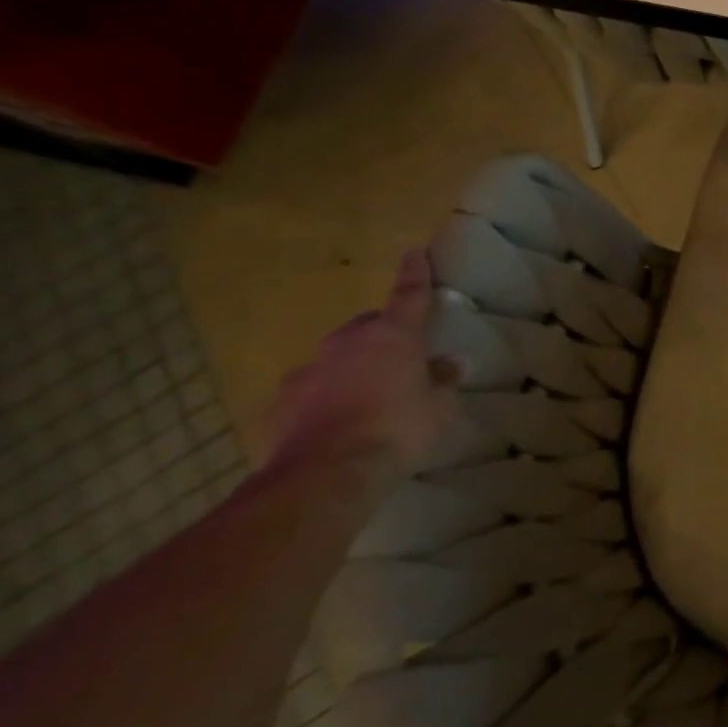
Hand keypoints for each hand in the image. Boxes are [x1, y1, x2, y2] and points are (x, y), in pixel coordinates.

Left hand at [262, 250, 462, 480]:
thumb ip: (442, 381)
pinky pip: (308, 393)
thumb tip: (449, 365)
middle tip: (400, 358)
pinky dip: (323, 400)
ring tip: (367, 397)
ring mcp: (306, 373)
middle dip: (382, 336)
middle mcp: (346, 344)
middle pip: (367, 327)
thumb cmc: (397, 429)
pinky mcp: (278, 405)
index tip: (415, 252)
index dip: (415, 274)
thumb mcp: (438, 407)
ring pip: (335, 360)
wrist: (323, 475)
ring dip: (351, 370)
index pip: (408, 295)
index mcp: (391, 336)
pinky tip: (334, 425)